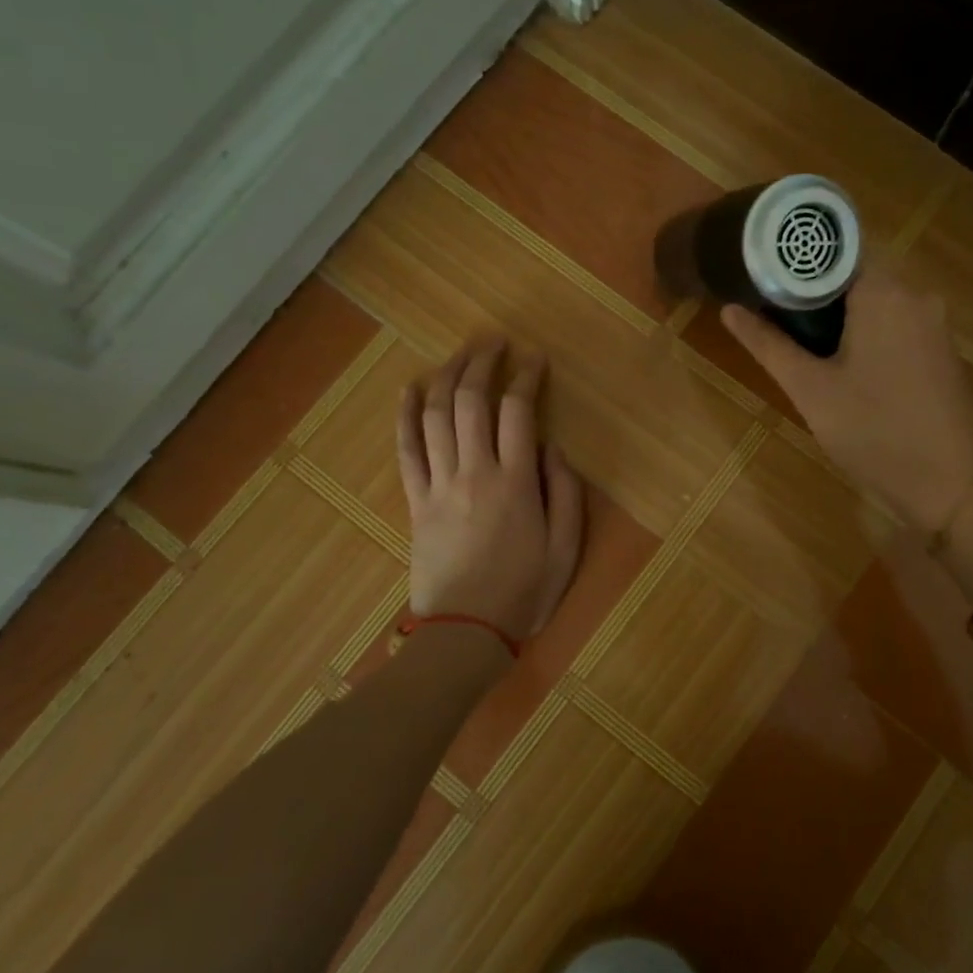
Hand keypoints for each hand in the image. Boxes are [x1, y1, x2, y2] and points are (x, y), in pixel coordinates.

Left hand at [397, 338, 583, 639]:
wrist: (466, 631)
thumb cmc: (524, 591)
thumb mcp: (566, 548)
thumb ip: (566, 492)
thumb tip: (552, 447)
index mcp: (516, 483)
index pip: (518, 412)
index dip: (526, 377)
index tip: (535, 359)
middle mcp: (474, 472)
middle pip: (471, 401)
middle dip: (483, 363)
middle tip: (494, 341)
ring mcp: (439, 485)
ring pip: (436, 416)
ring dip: (447, 377)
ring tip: (460, 354)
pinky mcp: (416, 501)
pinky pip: (406, 449)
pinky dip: (406, 415)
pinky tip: (410, 388)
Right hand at [722, 266, 972, 532]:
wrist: (949, 485)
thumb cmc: (873, 432)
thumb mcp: (810, 390)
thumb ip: (768, 345)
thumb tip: (729, 309)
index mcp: (885, 292)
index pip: (836, 250)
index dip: (798, 261)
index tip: (766, 279)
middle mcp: (917, 295)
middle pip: (856, 274)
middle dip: (816, 291)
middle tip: (776, 315)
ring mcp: (935, 324)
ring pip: (878, 300)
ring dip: (841, 314)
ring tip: (802, 340)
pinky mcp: (942, 350)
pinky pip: (898, 323)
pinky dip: (868, 331)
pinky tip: (845, 363)